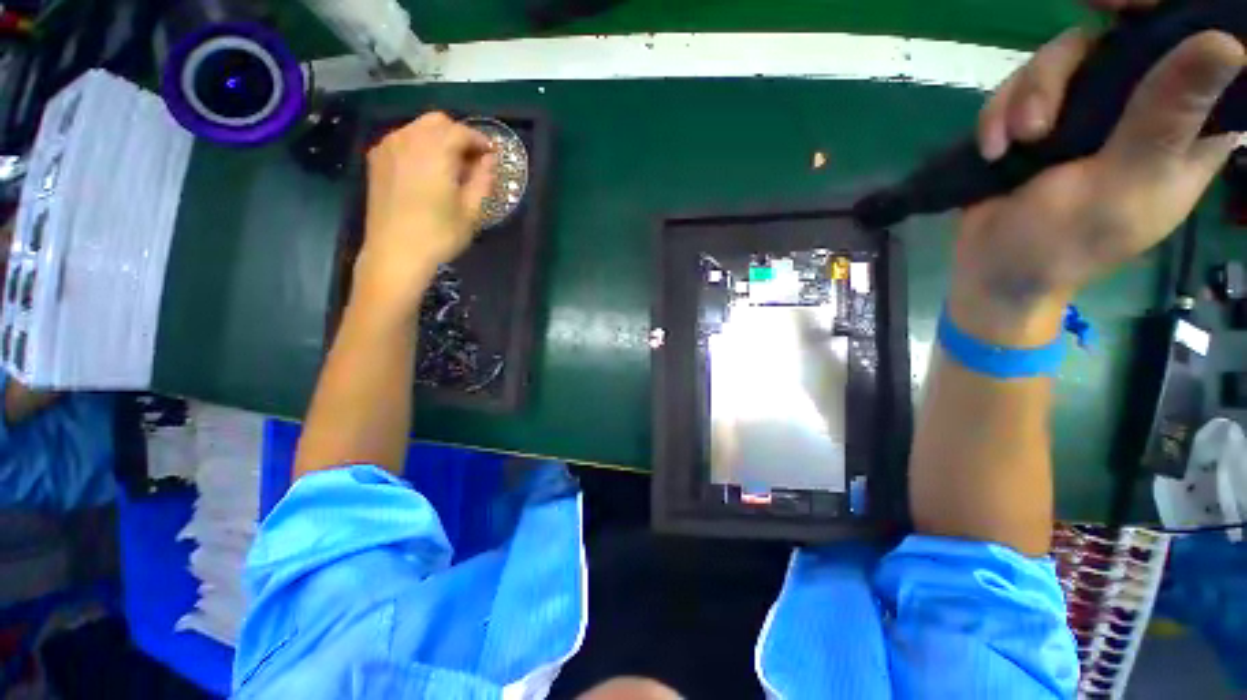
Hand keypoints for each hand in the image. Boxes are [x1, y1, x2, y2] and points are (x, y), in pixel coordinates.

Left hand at [356, 113, 495, 316]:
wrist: (395, 254)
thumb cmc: (440, 235)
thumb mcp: (472, 211)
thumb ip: (483, 180)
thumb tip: (490, 160)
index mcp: (435, 151)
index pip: (461, 131)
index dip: (480, 141)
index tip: (492, 155)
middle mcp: (409, 139)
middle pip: (437, 121)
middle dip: (458, 135)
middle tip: (472, 160)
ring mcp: (388, 147)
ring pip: (418, 128)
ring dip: (438, 139)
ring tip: (450, 166)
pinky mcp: (376, 160)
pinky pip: (402, 139)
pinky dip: (419, 146)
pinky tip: (427, 169)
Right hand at [954, 22, 1243, 343]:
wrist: (992, 269)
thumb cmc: (1066, 243)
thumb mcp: (1124, 184)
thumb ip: (1165, 120)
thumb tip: (1226, 43)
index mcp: (1186, 127)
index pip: (1203, 53)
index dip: (1174, 17)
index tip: (1129, 8)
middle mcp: (1142, 106)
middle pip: (1121, 37)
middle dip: (1071, 62)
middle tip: (1051, 91)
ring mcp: (1088, 110)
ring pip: (1063, 56)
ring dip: (1027, 94)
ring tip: (1015, 142)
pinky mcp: (1041, 119)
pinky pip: (1020, 86)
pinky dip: (999, 113)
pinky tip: (994, 148)